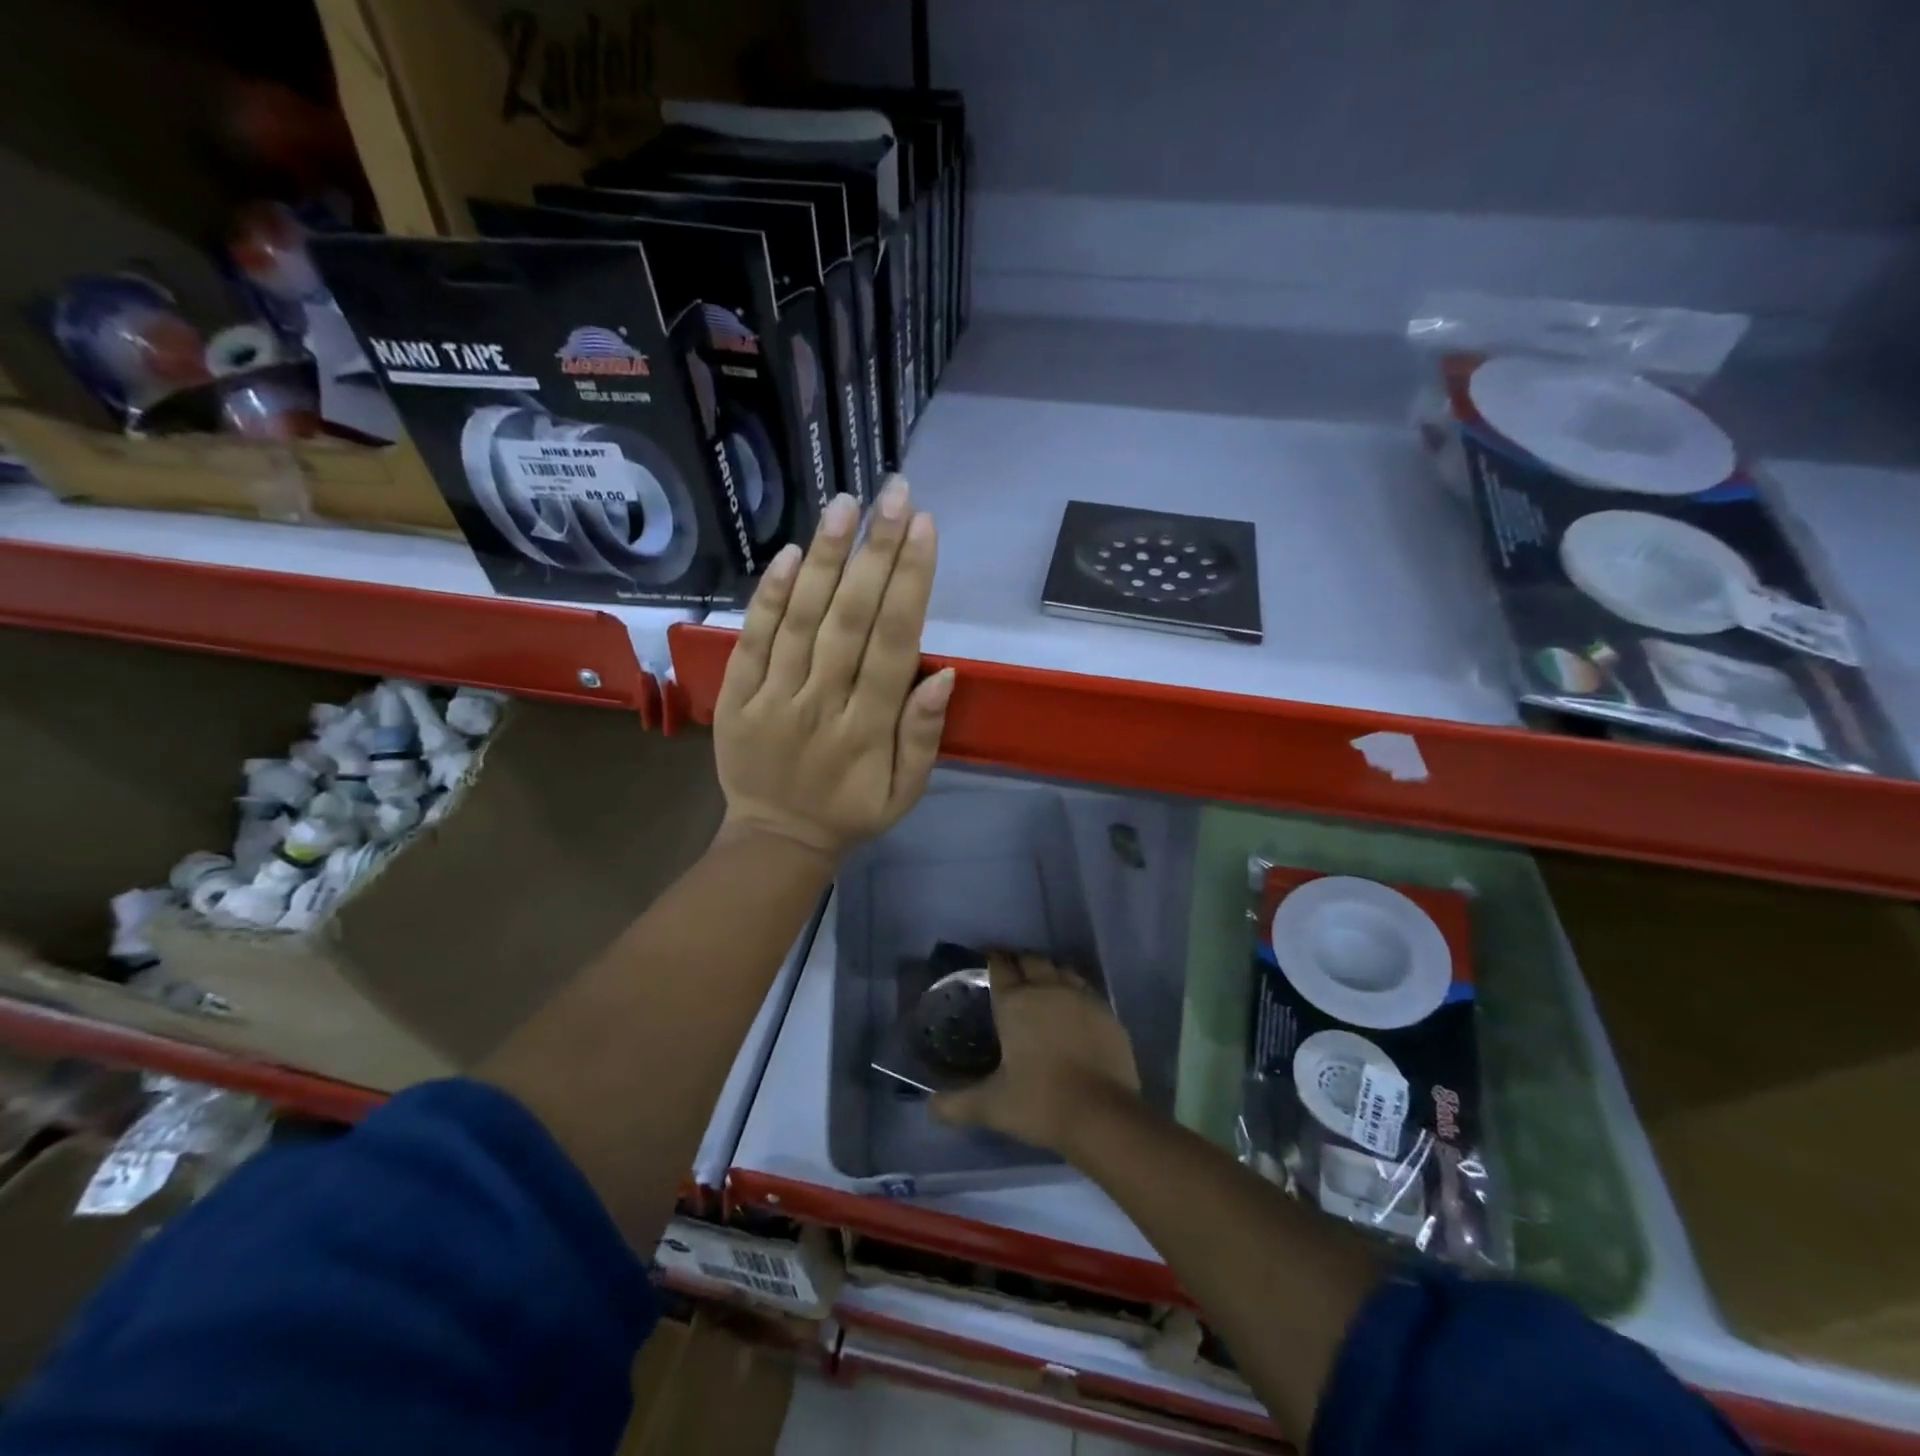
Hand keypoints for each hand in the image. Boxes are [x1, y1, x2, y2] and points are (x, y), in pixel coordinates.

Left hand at [714, 477, 951, 858]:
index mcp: (868, 730)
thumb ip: (923, 736)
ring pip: (801, 620)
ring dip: (826, 559)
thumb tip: (944, 673)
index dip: (910, 583)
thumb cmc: (851, 813)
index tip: (924, 527)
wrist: (775, 841)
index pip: (894, 645)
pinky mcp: (736, 697)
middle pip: (851, 620)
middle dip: (875, 551)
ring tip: (846, 504)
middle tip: (894, 493)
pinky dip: (769, 596)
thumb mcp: (906, 793)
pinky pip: (752, 641)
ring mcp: (773, 698)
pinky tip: (792, 553)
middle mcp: (822, 705)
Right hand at [931, 953, 1140, 1153]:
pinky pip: (1086, 990)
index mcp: (1016, 1002)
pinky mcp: (1107, 1014)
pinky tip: (1072, 1009)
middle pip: (1032, 960)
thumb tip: (930, 1107)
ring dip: (1048, 972)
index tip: (986, 959)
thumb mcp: (991, 1106)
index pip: (1000, 966)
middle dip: (1019, 961)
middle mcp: (1048, 989)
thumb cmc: (1040, 1102)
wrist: (1103, 1116)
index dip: (992, 958)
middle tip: (1010, 973)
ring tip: (1041, 985)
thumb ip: (956, 1104)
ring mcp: (1082, 998)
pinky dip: (1074, 992)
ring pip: (1061, 970)